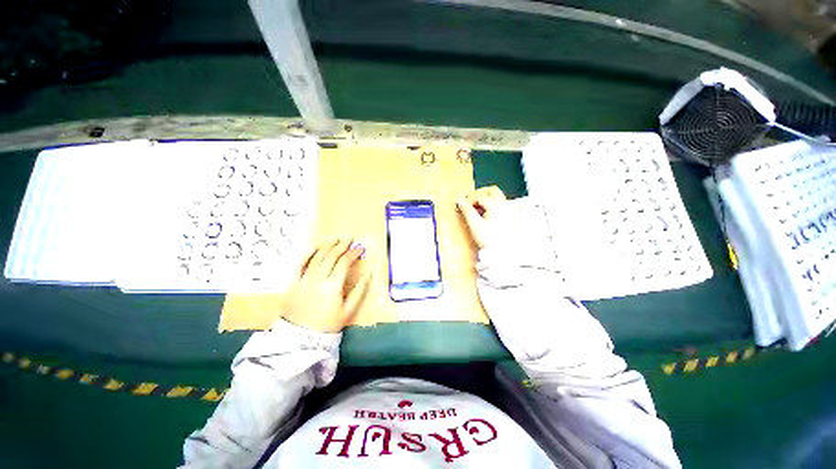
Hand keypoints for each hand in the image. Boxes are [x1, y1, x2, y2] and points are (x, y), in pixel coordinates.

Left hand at [282, 239, 371, 332]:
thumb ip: (359, 291)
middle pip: (331, 256)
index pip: (344, 263)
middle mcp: (318, 279)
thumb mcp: (348, 311)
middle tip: (349, 239)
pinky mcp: (293, 282)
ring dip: (327, 246)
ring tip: (335, 239)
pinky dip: (308, 253)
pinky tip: (314, 247)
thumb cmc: (327, 324)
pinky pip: (300, 264)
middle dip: (342, 246)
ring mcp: (304, 279)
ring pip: (316, 257)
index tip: (360, 249)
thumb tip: (368, 275)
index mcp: (333, 286)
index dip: (353, 253)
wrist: (300, 338)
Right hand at [457, 186, 507, 248]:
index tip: (461, 206)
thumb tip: (460, 201)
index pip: (479, 195)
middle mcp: (504, 204)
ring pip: (497, 196)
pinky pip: (502, 204)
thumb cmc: (490, 240)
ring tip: (477, 209)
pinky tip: (487, 214)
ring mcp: (510, 210)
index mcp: (495, 205)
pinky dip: (493, 205)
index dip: (468, 199)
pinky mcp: (512, 216)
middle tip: (470, 202)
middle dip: (479, 194)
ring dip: (486, 199)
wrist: (505, 253)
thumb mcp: (475, 225)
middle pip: (491, 191)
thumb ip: (467, 211)